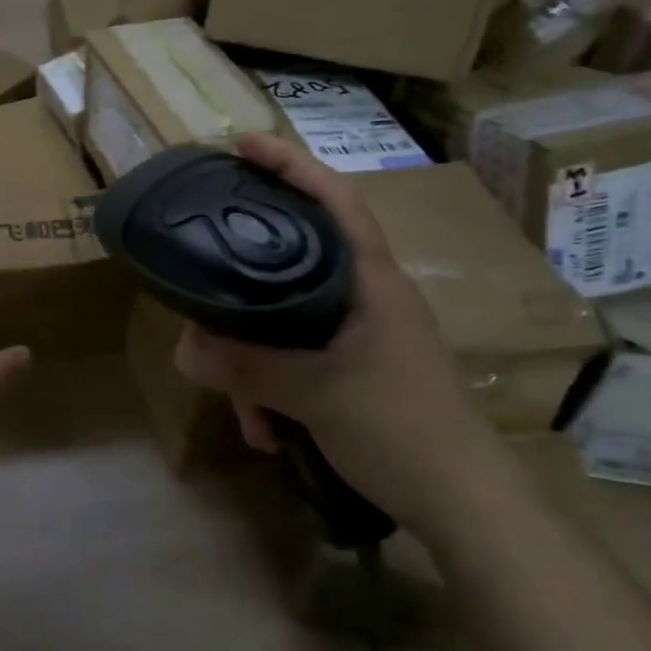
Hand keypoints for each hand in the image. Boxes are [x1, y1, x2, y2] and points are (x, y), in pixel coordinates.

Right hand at [173, 134, 503, 538]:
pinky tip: (267, 432)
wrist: (466, 505)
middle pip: (293, 262)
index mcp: (370, 280)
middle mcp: (366, 296)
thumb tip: (184, 348)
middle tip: (203, 291)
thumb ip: (246, 367)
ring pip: (287, 322)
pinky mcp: (356, 368)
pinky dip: (274, 390)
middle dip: (245, 290)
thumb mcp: (314, 394)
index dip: (290, 164)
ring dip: (256, 366)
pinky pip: (298, 360)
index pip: (333, 199)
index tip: (242, 145)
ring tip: (246, 412)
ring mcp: (361, 334)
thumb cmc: (401, 428)